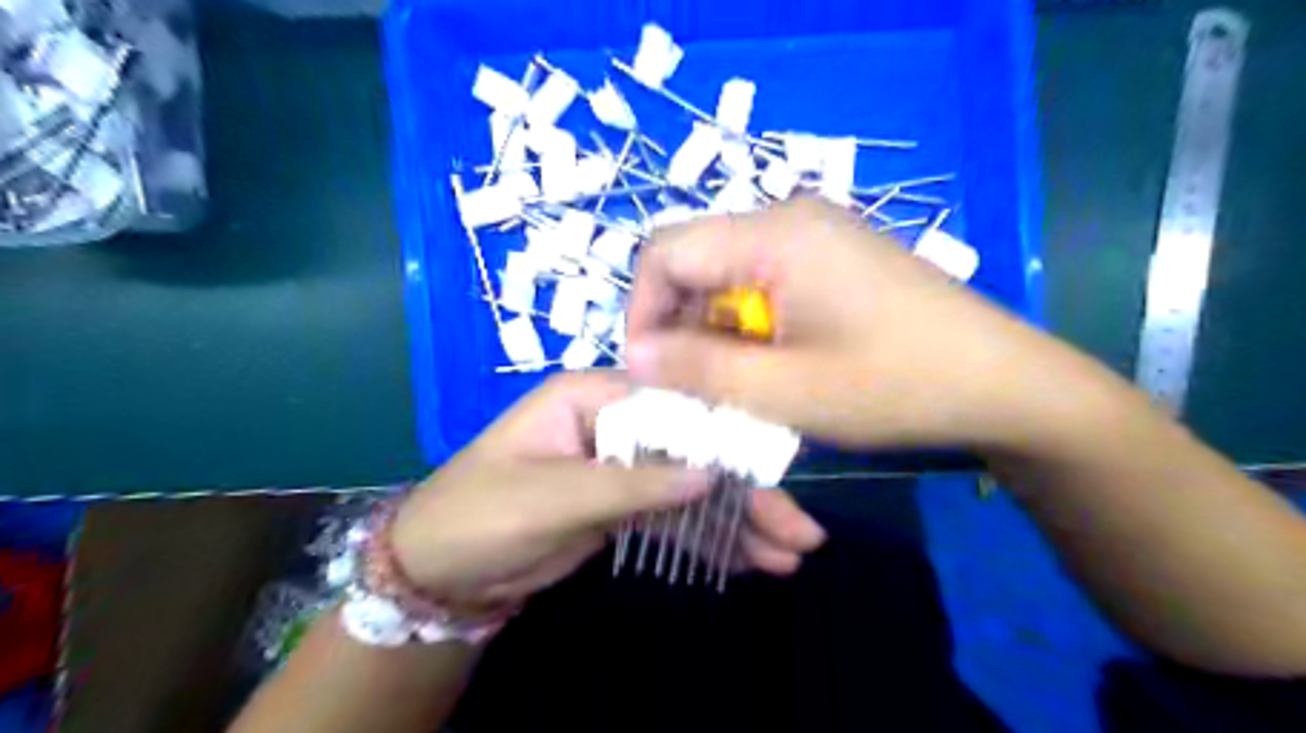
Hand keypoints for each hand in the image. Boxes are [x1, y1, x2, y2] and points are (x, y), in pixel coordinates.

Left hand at [385, 374, 823, 609]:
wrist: (438, 569)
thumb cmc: (478, 514)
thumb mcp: (551, 497)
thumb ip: (630, 483)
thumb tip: (709, 474)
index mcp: (592, 397)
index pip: (675, 407)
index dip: (726, 440)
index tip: (776, 477)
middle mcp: (614, 422)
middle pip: (692, 451)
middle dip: (744, 492)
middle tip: (799, 533)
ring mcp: (620, 464)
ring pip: (690, 487)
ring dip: (736, 521)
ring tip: (787, 556)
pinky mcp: (620, 503)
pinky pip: (673, 516)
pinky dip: (707, 537)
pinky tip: (746, 559)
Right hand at [620, 198, 1081, 447]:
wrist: (1005, 384)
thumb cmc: (896, 386)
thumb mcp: (786, 391)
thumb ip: (700, 370)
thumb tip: (634, 356)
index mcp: (775, 235)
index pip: (665, 251)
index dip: (642, 311)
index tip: (650, 371)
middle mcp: (790, 218)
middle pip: (697, 260)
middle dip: (680, 326)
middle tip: (692, 389)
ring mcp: (818, 235)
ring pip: (728, 275)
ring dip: (716, 331)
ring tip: (735, 385)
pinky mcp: (835, 258)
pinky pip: (764, 282)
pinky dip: (750, 326)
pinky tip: (772, 366)